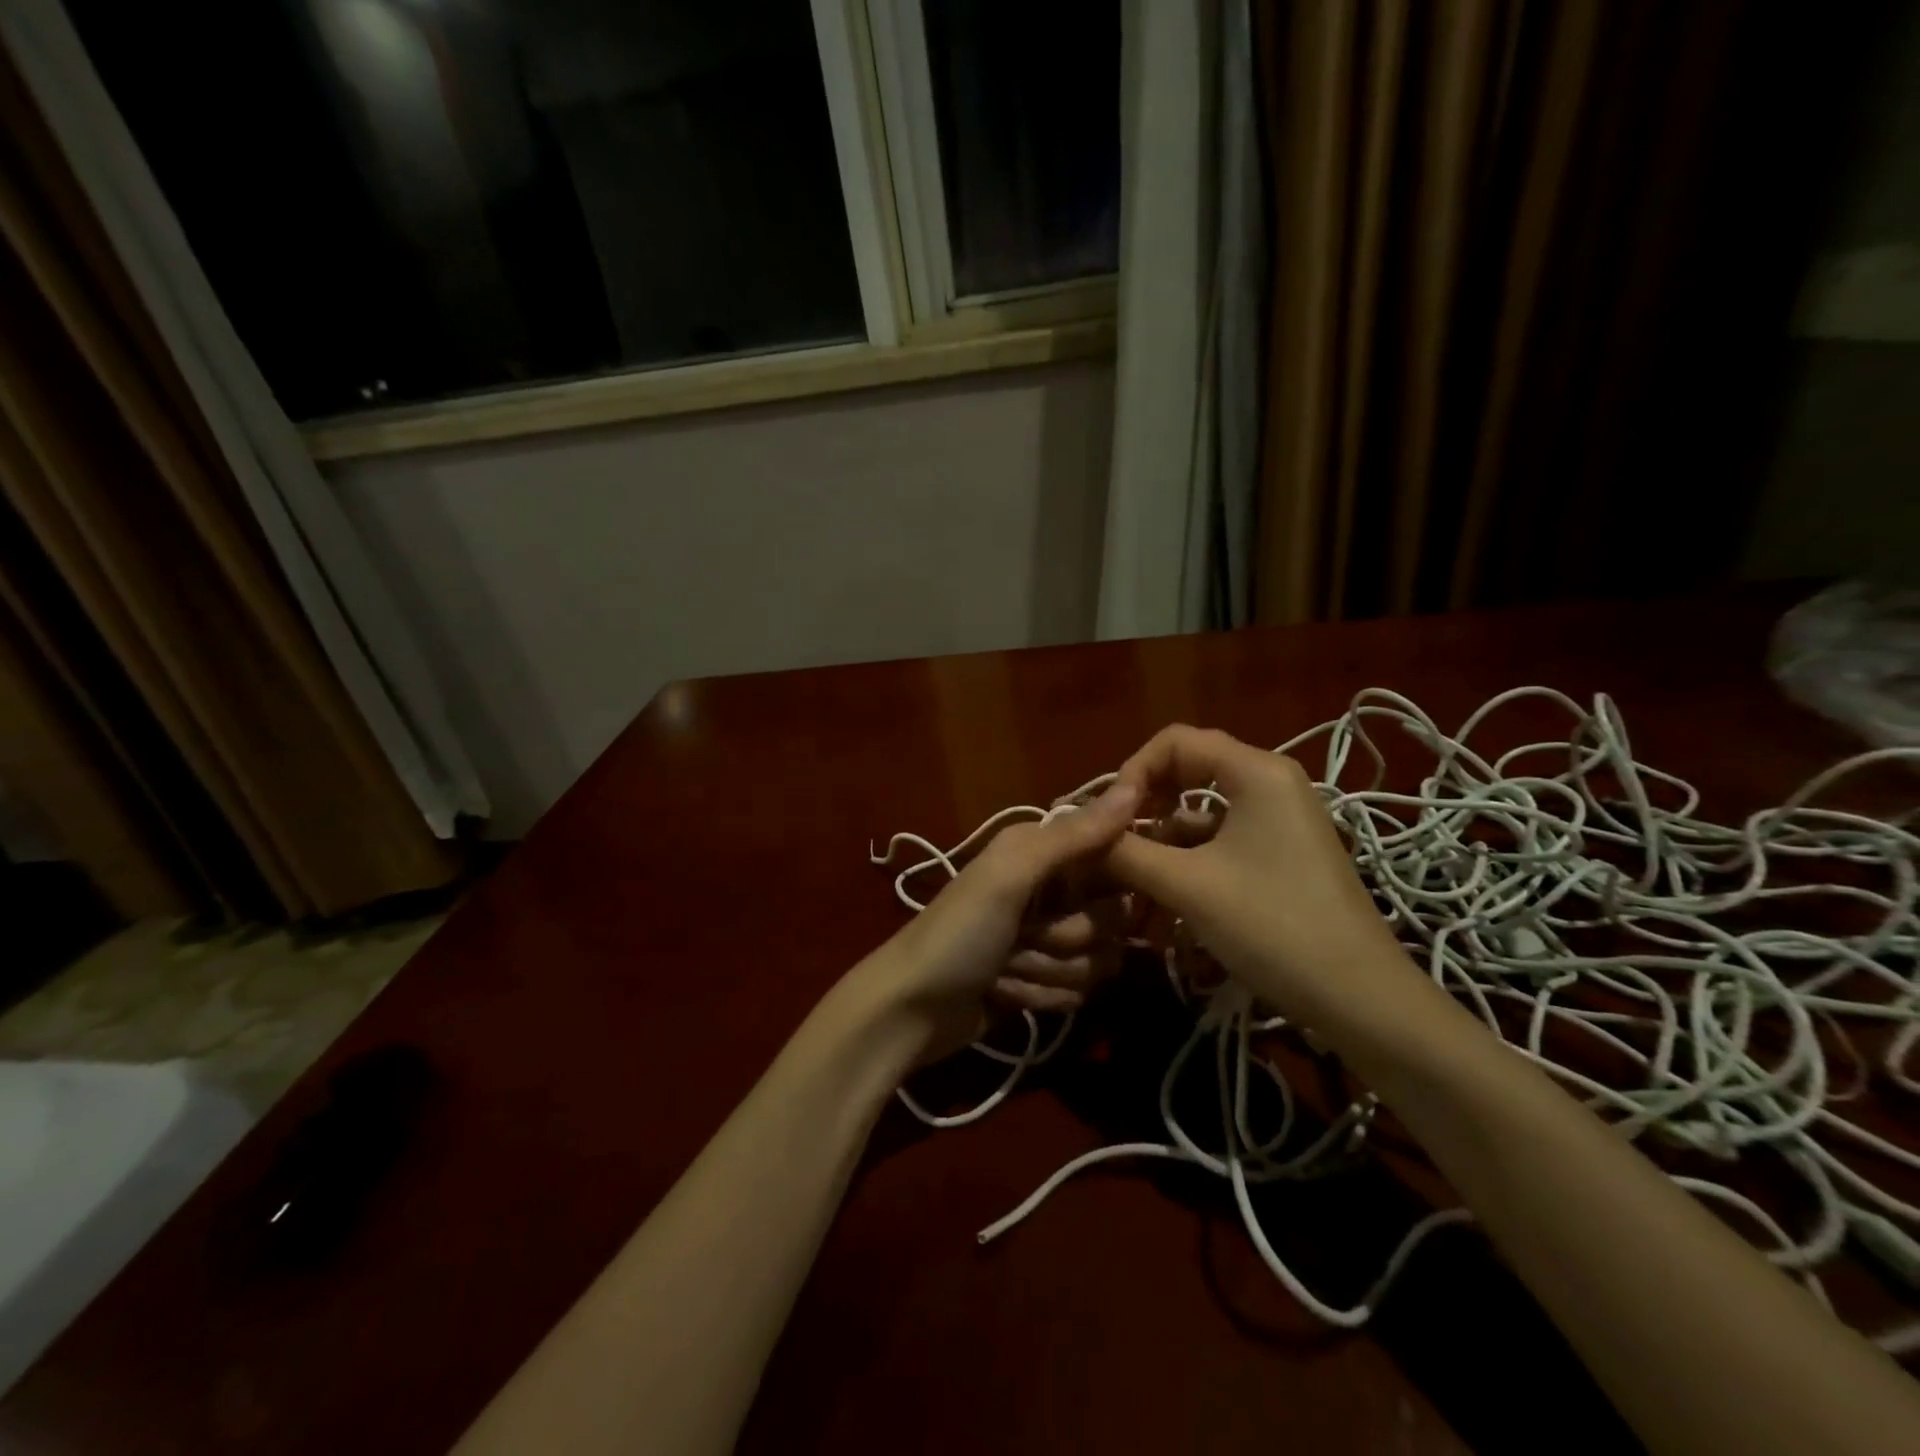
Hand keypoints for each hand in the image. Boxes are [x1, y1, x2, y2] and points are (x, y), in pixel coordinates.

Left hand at [851, 782, 1139, 1063]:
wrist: (908, 1009)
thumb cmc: (957, 933)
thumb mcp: (1009, 876)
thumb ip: (1072, 837)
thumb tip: (1132, 789)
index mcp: (1041, 851)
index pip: (1114, 855)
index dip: (1111, 883)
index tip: (1080, 899)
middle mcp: (1050, 888)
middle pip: (1112, 917)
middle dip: (1069, 938)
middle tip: (1023, 937)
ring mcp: (1047, 937)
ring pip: (1098, 959)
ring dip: (1049, 971)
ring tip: (1005, 968)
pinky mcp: (1044, 980)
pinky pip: (1079, 991)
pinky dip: (1041, 996)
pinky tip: (1004, 993)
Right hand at [1104, 725, 1412, 1033]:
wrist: (1361, 999)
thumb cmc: (1272, 927)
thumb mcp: (1187, 885)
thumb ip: (1126, 851)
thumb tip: (1077, 833)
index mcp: (1256, 771)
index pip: (1174, 742)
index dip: (1131, 772)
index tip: (1108, 819)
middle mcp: (1271, 782)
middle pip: (1188, 771)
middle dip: (1144, 804)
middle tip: (1112, 842)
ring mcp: (1281, 819)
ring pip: (1202, 810)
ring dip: (1163, 837)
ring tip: (1131, 878)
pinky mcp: (1283, 853)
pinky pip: (1222, 837)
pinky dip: (1190, 857)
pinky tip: (1167, 894)